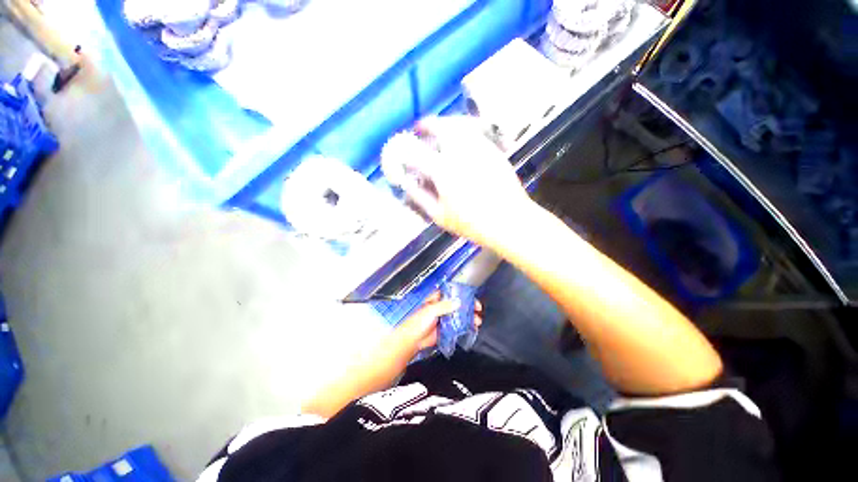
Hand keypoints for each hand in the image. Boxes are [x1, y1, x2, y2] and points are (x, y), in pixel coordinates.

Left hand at [396, 292, 482, 350]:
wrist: (412, 340)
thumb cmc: (417, 322)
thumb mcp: (431, 310)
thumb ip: (444, 306)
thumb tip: (458, 302)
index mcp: (436, 299)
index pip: (452, 294)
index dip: (462, 294)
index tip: (472, 297)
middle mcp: (441, 308)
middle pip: (458, 305)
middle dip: (468, 307)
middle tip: (477, 309)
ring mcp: (444, 319)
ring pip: (459, 316)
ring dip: (469, 318)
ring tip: (477, 321)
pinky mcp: (445, 329)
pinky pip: (457, 327)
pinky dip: (465, 327)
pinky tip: (471, 328)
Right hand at [400, 116, 535, 247]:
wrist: (509, 221)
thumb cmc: (472, 223)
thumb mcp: (440, 216)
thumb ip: (420, 197)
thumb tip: (407, 183)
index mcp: (443, 170)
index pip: (417, 152)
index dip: (406, 147)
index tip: (401, 147)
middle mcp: (461, 152)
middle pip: (441, 126)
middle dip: (428, 124)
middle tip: (421, 128)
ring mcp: (480, 148)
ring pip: (460, 124)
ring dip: (445, 123)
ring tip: (439, 129)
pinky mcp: (493, 151)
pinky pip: (474, 132)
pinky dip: (463, 129)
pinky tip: (460, 139)